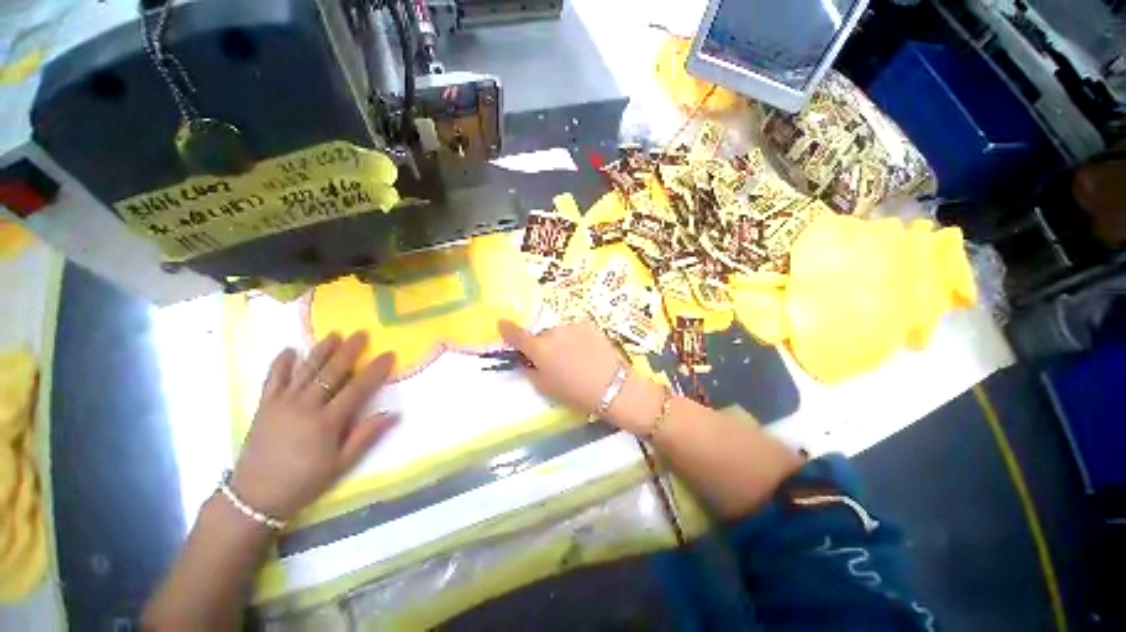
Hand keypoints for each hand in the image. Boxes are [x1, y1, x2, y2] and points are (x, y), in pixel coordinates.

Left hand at [230, 332, 396, 520]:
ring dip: (320, 351)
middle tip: (361, 333)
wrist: (254, 497)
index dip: (375, 370)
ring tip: (334, 334)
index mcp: (326, 422)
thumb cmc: (303, 482)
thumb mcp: (340, 464)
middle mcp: (305, 407)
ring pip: (304, 370)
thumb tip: (393, 414)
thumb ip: (366, 436)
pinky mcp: (264, 406)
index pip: (357, 389)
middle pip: (330, 373)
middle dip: (348, 351)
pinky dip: (280, 363)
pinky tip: (289, 351)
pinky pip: (272, 379)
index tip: (388, 354)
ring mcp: (281, 404)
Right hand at [497, 319, 662, 433]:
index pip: (516, 334)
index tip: (502, 324)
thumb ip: (531, 370)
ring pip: (559, 331)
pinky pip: (575, 329)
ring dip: (562, 340)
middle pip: (541, 334)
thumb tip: (526, 360)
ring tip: (576, 357)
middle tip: (556, 360)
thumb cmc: (576, 392)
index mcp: (539, 348)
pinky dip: (576, 337)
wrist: (613, 385)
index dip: (507, 329)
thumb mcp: (546, 387)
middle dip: (544, 344)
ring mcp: (571, 325)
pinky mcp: (588, 323)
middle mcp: (552, 331)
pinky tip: (587, 350)